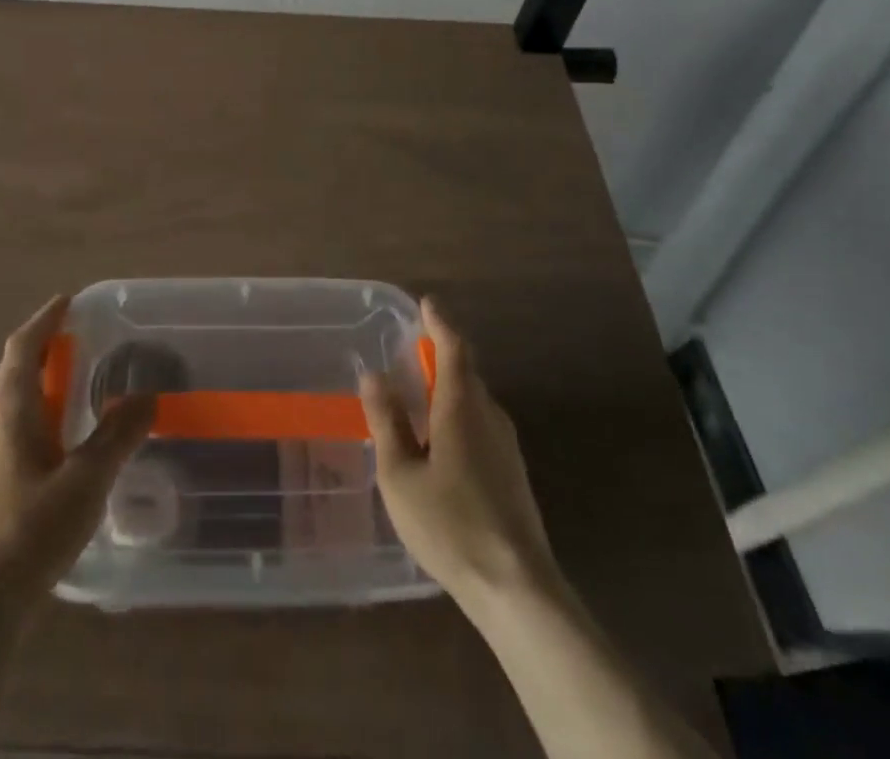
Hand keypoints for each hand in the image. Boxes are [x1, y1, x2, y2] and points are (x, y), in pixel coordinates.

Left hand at [0, 295, 155, 605]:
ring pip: (18, 397)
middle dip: (50, 345)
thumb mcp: (86, 480)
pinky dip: (45, 408)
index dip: (45, 320)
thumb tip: (147, 396)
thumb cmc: (31, 531)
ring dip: (47, 378)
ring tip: (84, 379)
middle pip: (18, 368)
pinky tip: (69, 432)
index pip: (23, 346)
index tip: (69, 301)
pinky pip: (20, 423)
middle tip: (88, 337)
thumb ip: (118, 435)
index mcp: (10, 409)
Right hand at [360, 298, 565, 609]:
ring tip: (420, 398)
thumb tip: (374, 374)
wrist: (516, 587)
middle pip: (466, 373)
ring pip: (475, 401)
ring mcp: (507, 446)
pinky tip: (441, 443)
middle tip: (412, 352)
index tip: (426, 303)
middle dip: (441, 356)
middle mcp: (490, 416)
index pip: (454, 348)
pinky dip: (459, 416)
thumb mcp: (400, 473)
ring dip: (450, 389)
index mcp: (462, 407)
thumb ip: (387, 421)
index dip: (440, 323)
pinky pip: (482, 425)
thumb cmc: (449, 524)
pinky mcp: (513, 473)